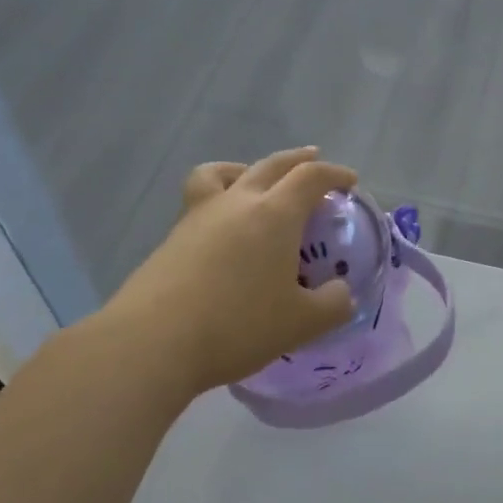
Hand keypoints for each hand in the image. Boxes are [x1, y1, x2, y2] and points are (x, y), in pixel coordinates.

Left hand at [91, 149, 358, 394]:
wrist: (153, 342)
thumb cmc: (238, 325)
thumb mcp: (301, 324)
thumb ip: (332, 305)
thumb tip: (340, 294)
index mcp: (275, 214)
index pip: (310, 177)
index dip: (334, 174)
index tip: (349, 182)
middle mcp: (237, 203)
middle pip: (271, 165)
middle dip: (297, 160)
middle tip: (313, 159)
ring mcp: (199, 217)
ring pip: (223, 172)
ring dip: (248, 169)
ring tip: (255, 180)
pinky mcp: (172, 238)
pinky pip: (200, 200)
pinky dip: (218, 198)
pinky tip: (223, 227)